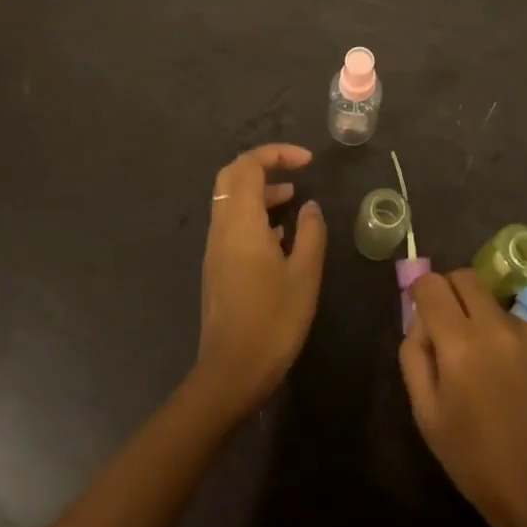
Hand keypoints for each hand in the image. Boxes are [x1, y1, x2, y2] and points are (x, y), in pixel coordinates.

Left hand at [192, 144, 326, 421]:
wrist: (231, 373)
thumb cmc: (273, 321)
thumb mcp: (305, 275)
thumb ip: (310, 233)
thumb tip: (310, 206)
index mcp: (242, 222)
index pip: (249, 166)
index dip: (277, 154)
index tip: (307, 162)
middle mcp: (222, 227)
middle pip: (232, 175)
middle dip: (263, 164)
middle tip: (295, 170)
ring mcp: (216, 247)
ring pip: (230, 199)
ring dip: (259, 189)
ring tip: (294, 198)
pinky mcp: (217, 266)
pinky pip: (232, 221)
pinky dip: (254, 212)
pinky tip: (280, 234)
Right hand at [399, 270, 526, 526]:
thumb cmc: (477, 462)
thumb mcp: (427, 416)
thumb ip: (414, 357)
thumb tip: (419, 323)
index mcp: (460, 342)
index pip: (432, 284)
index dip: (421, 292)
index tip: (421, 313)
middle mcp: (498, 326)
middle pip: (467, 277)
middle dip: (452, 292)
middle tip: (450, 328)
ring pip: (498, 306)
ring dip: (486, 322)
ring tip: (491, 370)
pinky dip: (516, 346)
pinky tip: (520, 385)